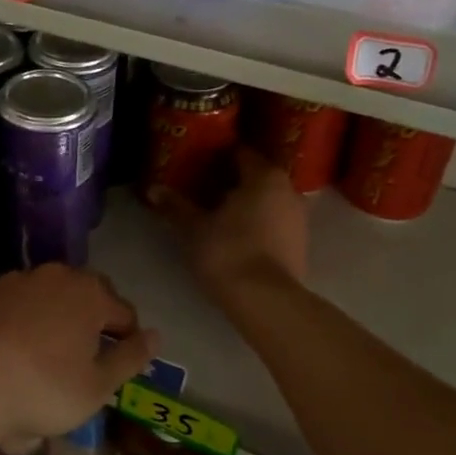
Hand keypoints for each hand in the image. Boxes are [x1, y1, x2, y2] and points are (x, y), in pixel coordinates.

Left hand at [0, 264, 158, 451]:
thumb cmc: (41, 390)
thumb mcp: (97, 387)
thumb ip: (130, 358)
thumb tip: (155, 336)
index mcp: (89, 294)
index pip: (123, 313)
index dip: (128, 340)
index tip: (119, 367)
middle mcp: (55, 276)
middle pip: (86, 297)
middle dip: (91, 323)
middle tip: (85, 360)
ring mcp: (14, 281)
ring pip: (48, 297)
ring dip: (54, 318)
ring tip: (45, 356)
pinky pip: (14, 305)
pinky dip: (20, 321)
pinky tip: (10, 351)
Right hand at [154, 146, 307, 295]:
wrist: (266, 300)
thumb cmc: (228, 251)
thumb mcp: (193, 228)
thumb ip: (175, 206)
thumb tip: (153, 188)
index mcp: (264, 176)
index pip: (240, 153)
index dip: (218, 156)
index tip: (199, 163)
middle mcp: (288, 190)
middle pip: (256, 177)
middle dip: (232, 181)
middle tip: (204, 189)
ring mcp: (299, 219)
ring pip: (268, 201)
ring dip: (247, 204)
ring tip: (219, 215)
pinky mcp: (301, 245)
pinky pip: (276, 224)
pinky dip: (259, 224)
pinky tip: (238, 237)